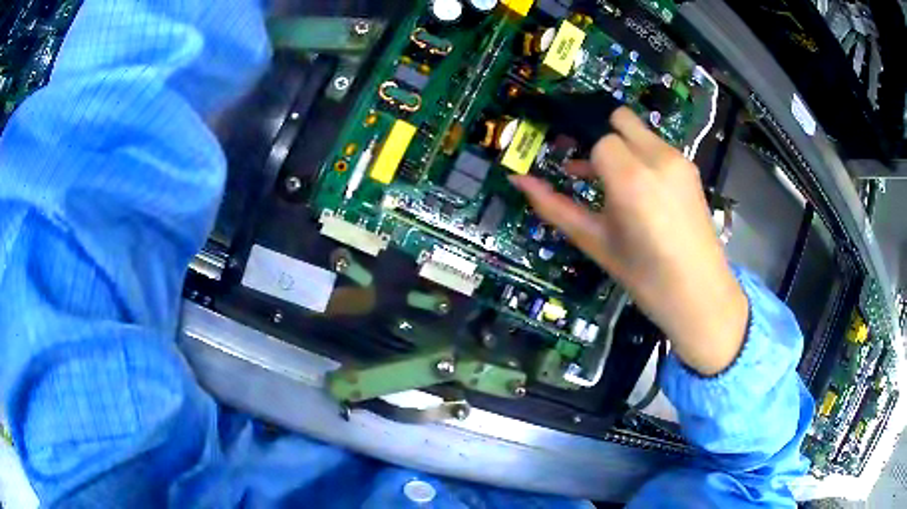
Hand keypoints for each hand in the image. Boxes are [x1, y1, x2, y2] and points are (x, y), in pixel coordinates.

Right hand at [511, 107, 747, 375]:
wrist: (700, 295)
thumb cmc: (644, 277)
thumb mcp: (595, 242)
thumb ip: (554, 207)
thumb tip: (518, 180)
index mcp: (631, 178)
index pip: (598, 140)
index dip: (584, 157)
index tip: (575, 174)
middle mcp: (658, 157)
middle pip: (619, 118)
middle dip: (601, 136)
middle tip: (590, 166)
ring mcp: (679, 160)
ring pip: (640, 131)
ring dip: (622, 146)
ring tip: (615, 185)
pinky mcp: (691, 168)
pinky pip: (658, 147)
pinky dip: (643, 157)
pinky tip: (644, 193)